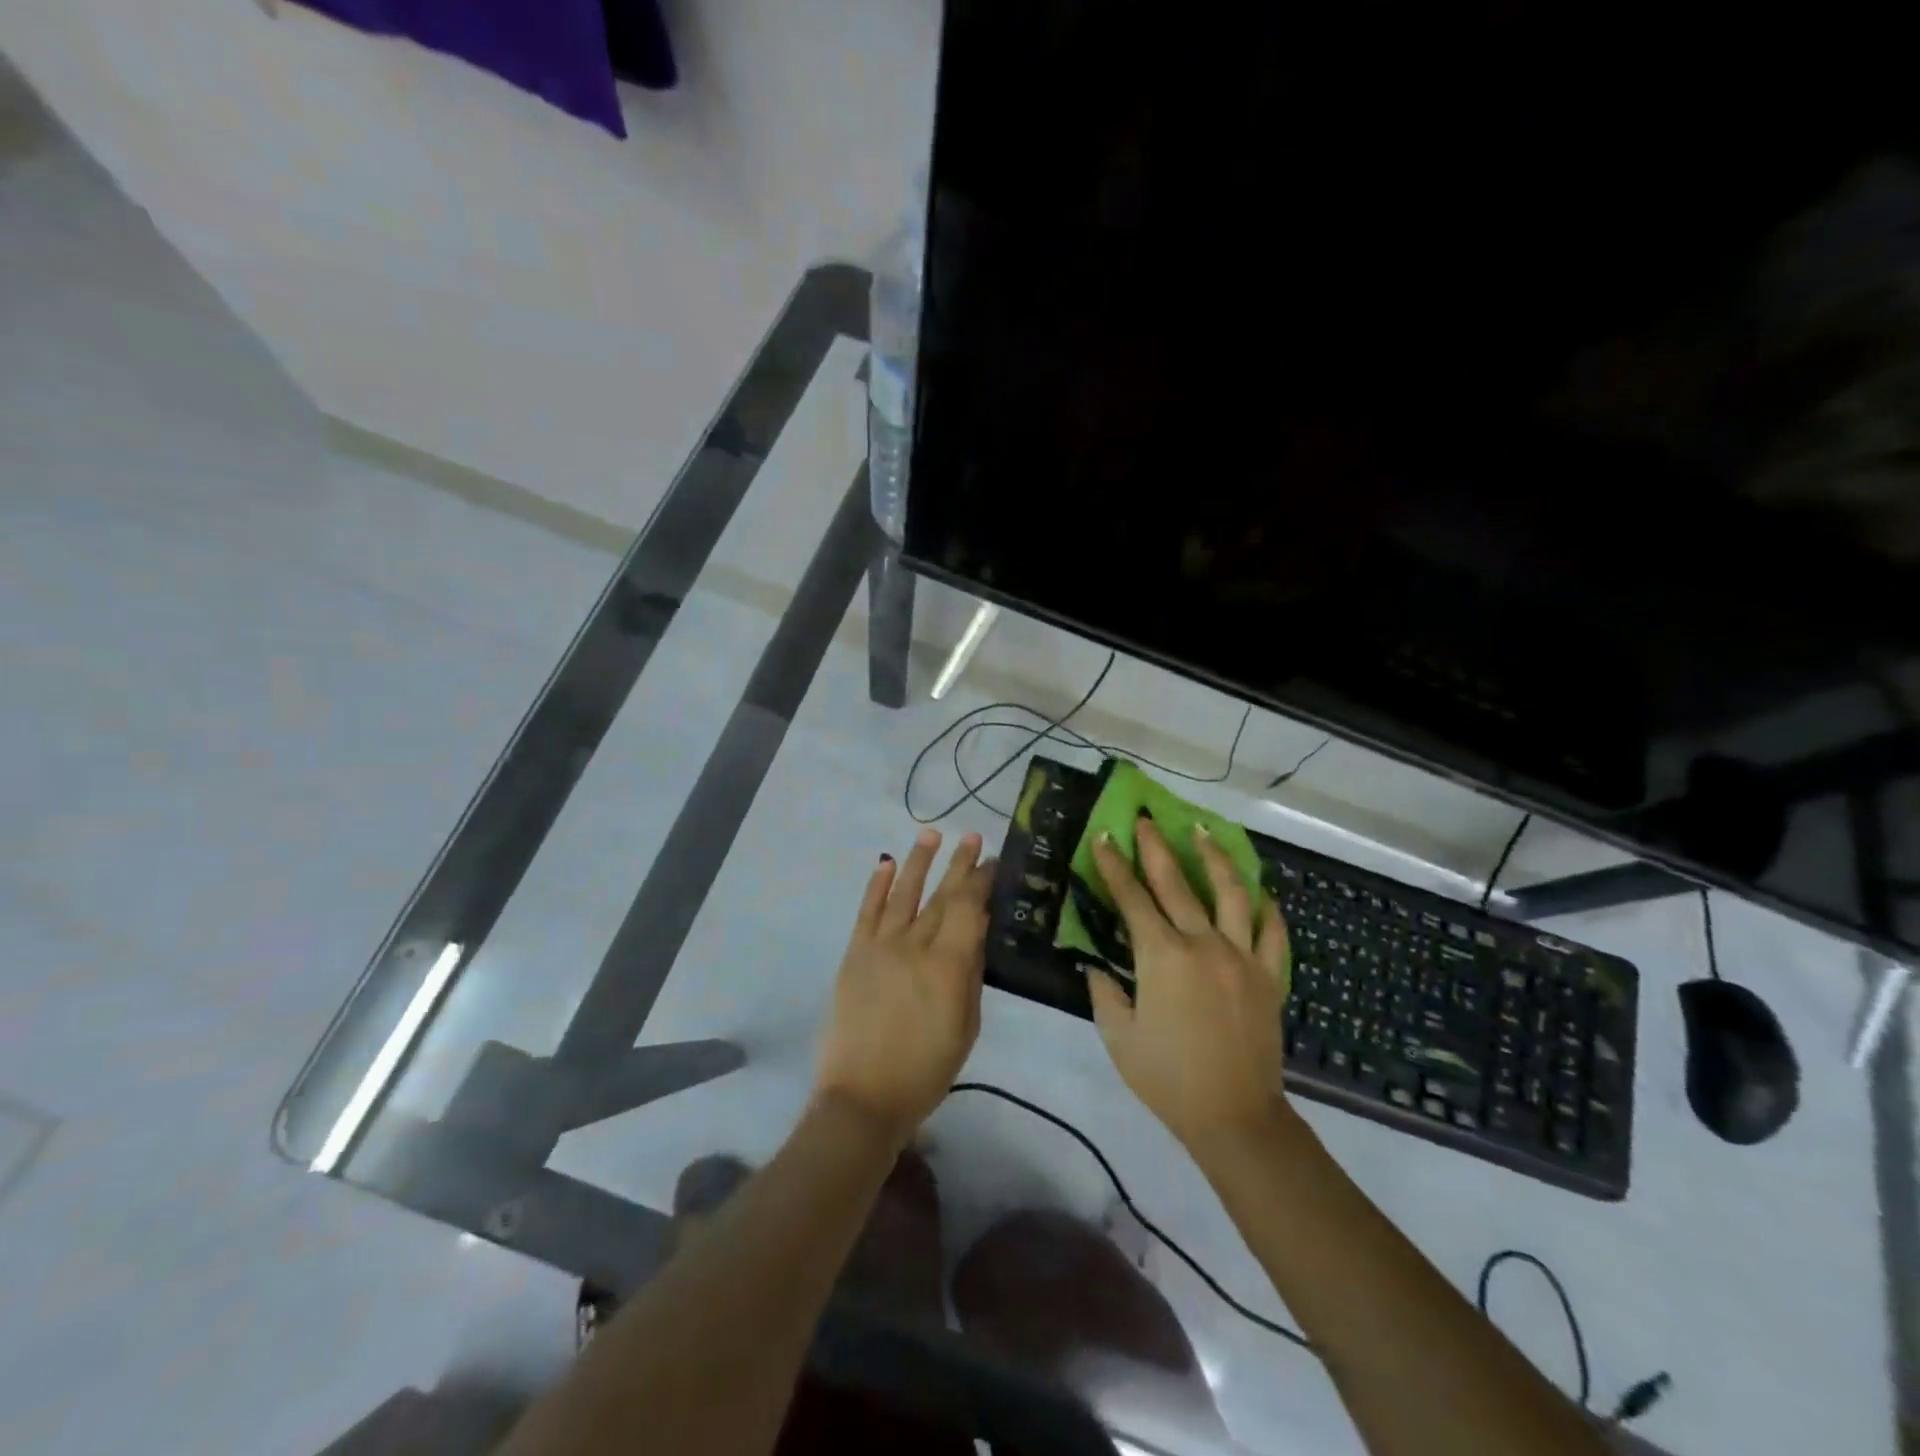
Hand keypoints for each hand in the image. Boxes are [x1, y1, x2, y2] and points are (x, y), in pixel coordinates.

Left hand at [815, 829, 995, 1147]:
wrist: (862, 1097)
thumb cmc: (926, 1070)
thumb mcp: (966, 1026)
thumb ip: (972, 974)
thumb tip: (977, 932)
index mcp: (948, 965)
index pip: (968, 907)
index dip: (981, 881)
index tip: (993, 862)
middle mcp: (915, 945)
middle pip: (941, 895)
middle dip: (959, 864)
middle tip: (973, 837)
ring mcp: (880, 946)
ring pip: (903, 893)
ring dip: (919, 861)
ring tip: (932, 834)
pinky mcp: (854, 954)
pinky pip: (867, 911)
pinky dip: (877, 885)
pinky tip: (886, 863)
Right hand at [1087, 817, 1290, 1151]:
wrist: (1235, 1118)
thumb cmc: (1168, 1079)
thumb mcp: (1119, 1038)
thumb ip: (1104, 994)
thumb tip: (1096, 966)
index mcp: (1162, 957)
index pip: (1132, 899)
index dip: (1115, 867)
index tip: (1105, 838)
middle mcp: (1203, 944)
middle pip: (1177, 884)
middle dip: (1157, 848)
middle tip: (1146, 820)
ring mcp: (1242, 956)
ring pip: (1231, 893)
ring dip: (1215, 858)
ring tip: (1203, 831)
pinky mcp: (1269, 976)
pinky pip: (1273, 932)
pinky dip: (1266, 907)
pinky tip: (1259, 890)